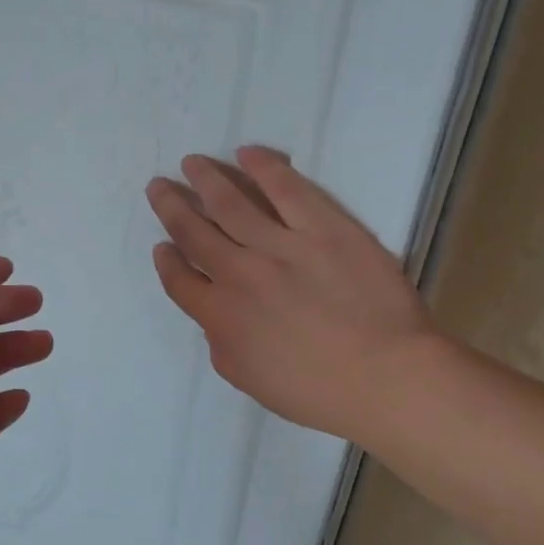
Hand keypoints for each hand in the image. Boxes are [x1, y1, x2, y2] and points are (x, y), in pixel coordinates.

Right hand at [146, 146, 434, 439]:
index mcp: (221, 315)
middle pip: (195, 233)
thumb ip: (221, 345)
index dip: (167, 260)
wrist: (384, 376)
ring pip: (232, 204)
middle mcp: (240, 273)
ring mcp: (281, 245)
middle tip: (158, 186)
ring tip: (191, 163)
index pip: (180, 280)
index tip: (161, 245)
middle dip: (172, 207)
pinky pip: (287, 190)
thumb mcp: (249, 380)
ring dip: (207, 180)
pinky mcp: (323, 227)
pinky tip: (247, 153)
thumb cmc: (317, 391)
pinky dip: (264, 168)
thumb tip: (215, 319)